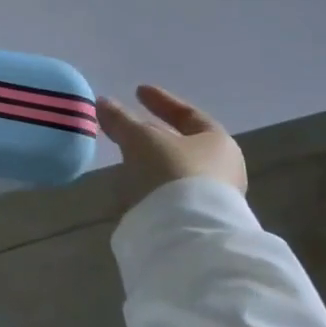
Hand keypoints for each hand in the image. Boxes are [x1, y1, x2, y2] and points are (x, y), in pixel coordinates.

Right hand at [98, 85, 246, 210]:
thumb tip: (103, 102)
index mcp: (218, 143)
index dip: (162, 101)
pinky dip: (148, 185)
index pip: (189, 115)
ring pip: (173, 171)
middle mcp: (222, 169)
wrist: (188, 235)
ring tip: (121, 158)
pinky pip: (168, 194)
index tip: (138, 91)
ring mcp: (211, 198)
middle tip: (127, 126)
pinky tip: (129, 187)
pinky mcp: (195, 222)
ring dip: (149, 162)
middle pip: (182, 144)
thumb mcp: (141, 140)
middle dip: (153, 135)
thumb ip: (122, 120)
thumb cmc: (172, 173)